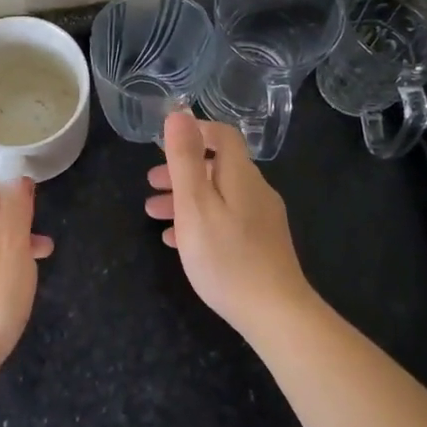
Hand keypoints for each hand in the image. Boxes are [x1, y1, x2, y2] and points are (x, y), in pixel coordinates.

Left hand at [0, 177, 53, 404]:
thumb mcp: (10, 247)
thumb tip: (16, 177)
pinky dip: (7, 267)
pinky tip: (22, 285)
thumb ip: (14, 209)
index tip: (34, 205)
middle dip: (16, 216)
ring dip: (16, 243)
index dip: (8, 187)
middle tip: (41, 232)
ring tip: (43, 256)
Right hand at [147, 112, 315, 337]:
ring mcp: (261, 219)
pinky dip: (200, 221)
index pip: (223, 136)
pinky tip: (178, 242)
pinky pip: (226, 221)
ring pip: (219, 196)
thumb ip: (185, 159)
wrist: (275, 313)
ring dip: (186, 198)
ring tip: (154, 215)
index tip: (165, 143)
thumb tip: (179, 113)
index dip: (195, 132)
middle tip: (150, 183)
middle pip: (218, 167)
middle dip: (182, 171)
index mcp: (241, 175)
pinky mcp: (262, 245)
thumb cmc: (226, 256)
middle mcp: (255, 191)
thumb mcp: (195, 204)